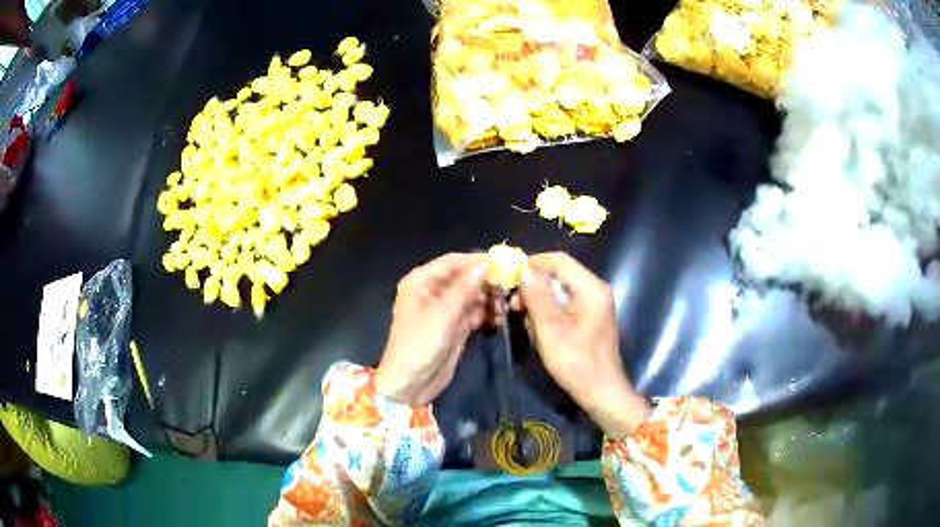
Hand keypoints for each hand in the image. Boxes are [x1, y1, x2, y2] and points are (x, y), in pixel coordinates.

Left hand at [376, 253, 490, 406]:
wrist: (411, 384)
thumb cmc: (421, 344)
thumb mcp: (443, 314)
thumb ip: (466, 288)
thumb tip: (485, 265)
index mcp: (421, 281)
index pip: (453, 261)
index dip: (477, 260)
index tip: (504, 263)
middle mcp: (433, 291)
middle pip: (465, 278)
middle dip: (487, 282)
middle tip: (510, 288)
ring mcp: (445, 310)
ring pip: (472, 296)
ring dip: (489, 299)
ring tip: (505, 307)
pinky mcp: (454, 326)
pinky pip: (474, 313)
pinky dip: (486, 314)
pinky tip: (499, 319)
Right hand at [517, 252, 649, 438]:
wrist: (602, 393)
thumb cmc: (577, 363)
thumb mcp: (551, 330)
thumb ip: (537, 297)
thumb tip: (524, 270)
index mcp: (591, 288)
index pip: (559, 260)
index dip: (533, 264)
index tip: (509, 277)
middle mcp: (596, 290)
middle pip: (560, 274)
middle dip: (534, 284)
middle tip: (512, 302)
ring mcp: (595, 304)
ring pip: (561, 289)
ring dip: (539, 298)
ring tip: (521, 315)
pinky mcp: (591, 318)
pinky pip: (566, 303)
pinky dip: (549, 309)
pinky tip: (536, 325)